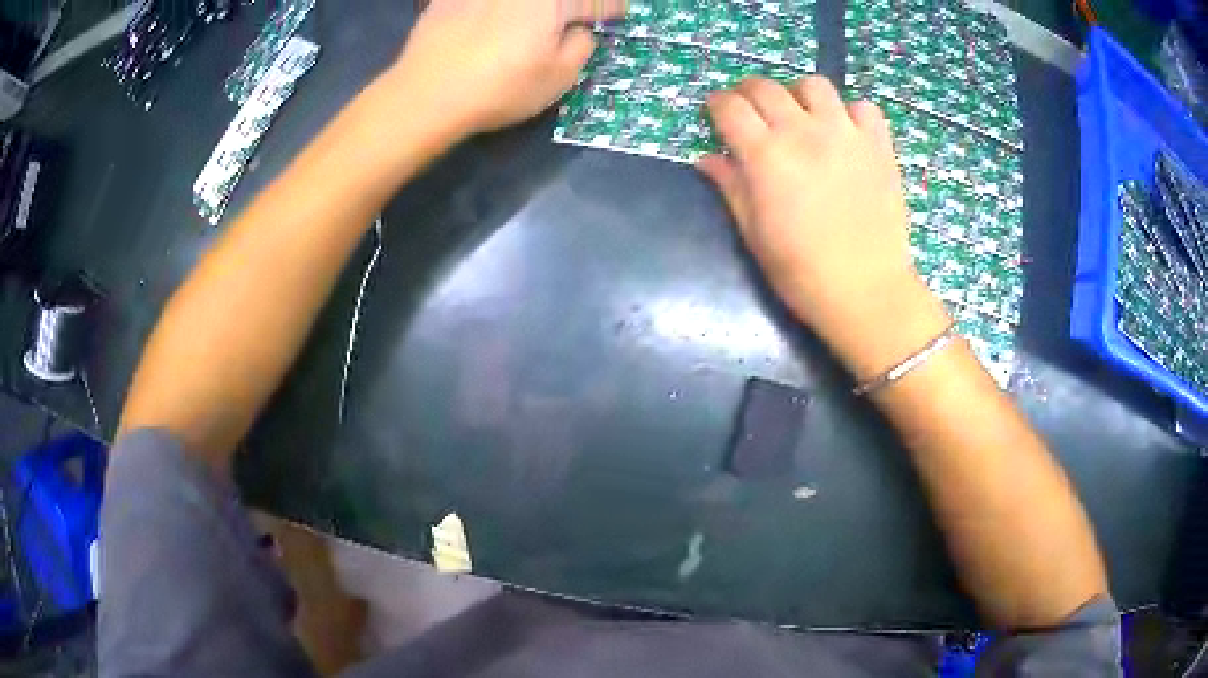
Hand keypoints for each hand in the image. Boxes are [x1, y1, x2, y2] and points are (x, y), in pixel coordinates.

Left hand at [387, 0, 625, 134]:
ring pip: (523, 1)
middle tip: (575, 17)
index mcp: (554, 2)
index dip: (612, 9)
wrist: (425, 93)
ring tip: (533, 25)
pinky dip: (495, 11)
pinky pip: (486, 3)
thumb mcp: (559, 78)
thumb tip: (578, 30)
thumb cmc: (500, 88)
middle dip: (573, 7)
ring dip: (534, 9)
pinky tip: (489, 23)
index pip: (596, 2)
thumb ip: (581, 46)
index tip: (617, 14)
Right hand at [698, 76, 949, 378]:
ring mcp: (846, 134)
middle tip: (750, 110)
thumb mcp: (753, 233)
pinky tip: (845, 132)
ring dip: (798, 94)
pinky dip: (850, 112)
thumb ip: (730, 187)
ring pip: (815, 85)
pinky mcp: (879, 145)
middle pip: (766, 87)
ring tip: (800, 114)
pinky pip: (863, 108)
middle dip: (748, 92)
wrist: (866, 291)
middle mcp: (804, 132)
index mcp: (766, 156)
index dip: (716, 104)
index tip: (715, 113)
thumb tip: (708, 159)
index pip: (730, 107)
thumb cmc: (801, 272)